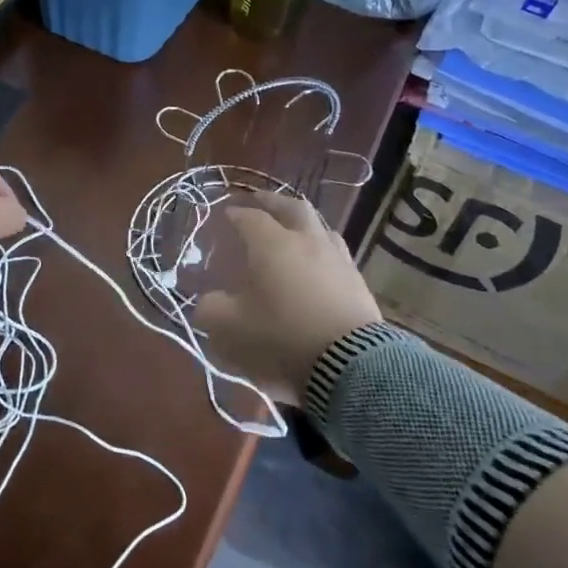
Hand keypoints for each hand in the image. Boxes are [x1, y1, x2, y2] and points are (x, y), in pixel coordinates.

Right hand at [196, 191, 382, 408]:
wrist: (349, 365)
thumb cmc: (281, 337)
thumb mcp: (229, 328)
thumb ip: (210, 309)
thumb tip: (209, 302)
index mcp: (272, 244)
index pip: (250, 217)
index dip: (235, 213)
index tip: (225, 214)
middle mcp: (307, 241)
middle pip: (292, 208)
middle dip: (273, 202)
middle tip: (260, 201)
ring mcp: (338, 259)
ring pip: (320, 227)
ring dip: (303, 223)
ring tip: (292, 230)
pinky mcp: (358, 282)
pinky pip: (336, 253)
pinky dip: (321, 249)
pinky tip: (317, 263)